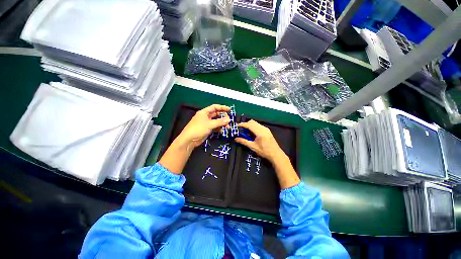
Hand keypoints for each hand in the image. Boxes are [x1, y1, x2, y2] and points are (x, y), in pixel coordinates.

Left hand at [177, 104, 230, 149]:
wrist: (189, 140)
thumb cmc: (198, 129)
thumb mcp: (210, 124)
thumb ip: (220, 122)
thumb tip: (229, 120)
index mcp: (204, 112)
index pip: (214, 107)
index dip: (222, 107)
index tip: (229, 109)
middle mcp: (206, 117)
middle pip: (216, 114)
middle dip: (223, 117)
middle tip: (229, 121)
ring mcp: (206, 123)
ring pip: (216, 121)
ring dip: (222, 123)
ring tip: (228, 127)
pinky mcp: (207, 129)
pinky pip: (215, 127)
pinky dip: (219, 128)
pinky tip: (223, 131)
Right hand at [235, 119, 299, 188]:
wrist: (276, 154)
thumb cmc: (264, 151)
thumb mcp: (253, 147)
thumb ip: (244, 142)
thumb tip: (236, 139)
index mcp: (259, 132)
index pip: (249, 125)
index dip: (242, 125)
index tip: (237, 126)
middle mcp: (263, 128)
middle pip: (252, 122)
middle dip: (246, 124)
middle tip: (241, 130)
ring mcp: (266, 129)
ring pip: (255, 123)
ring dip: (250, 126)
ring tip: (246, 132)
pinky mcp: (267, 130)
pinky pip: (258, 125)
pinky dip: (254, 127)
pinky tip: (252, 134)